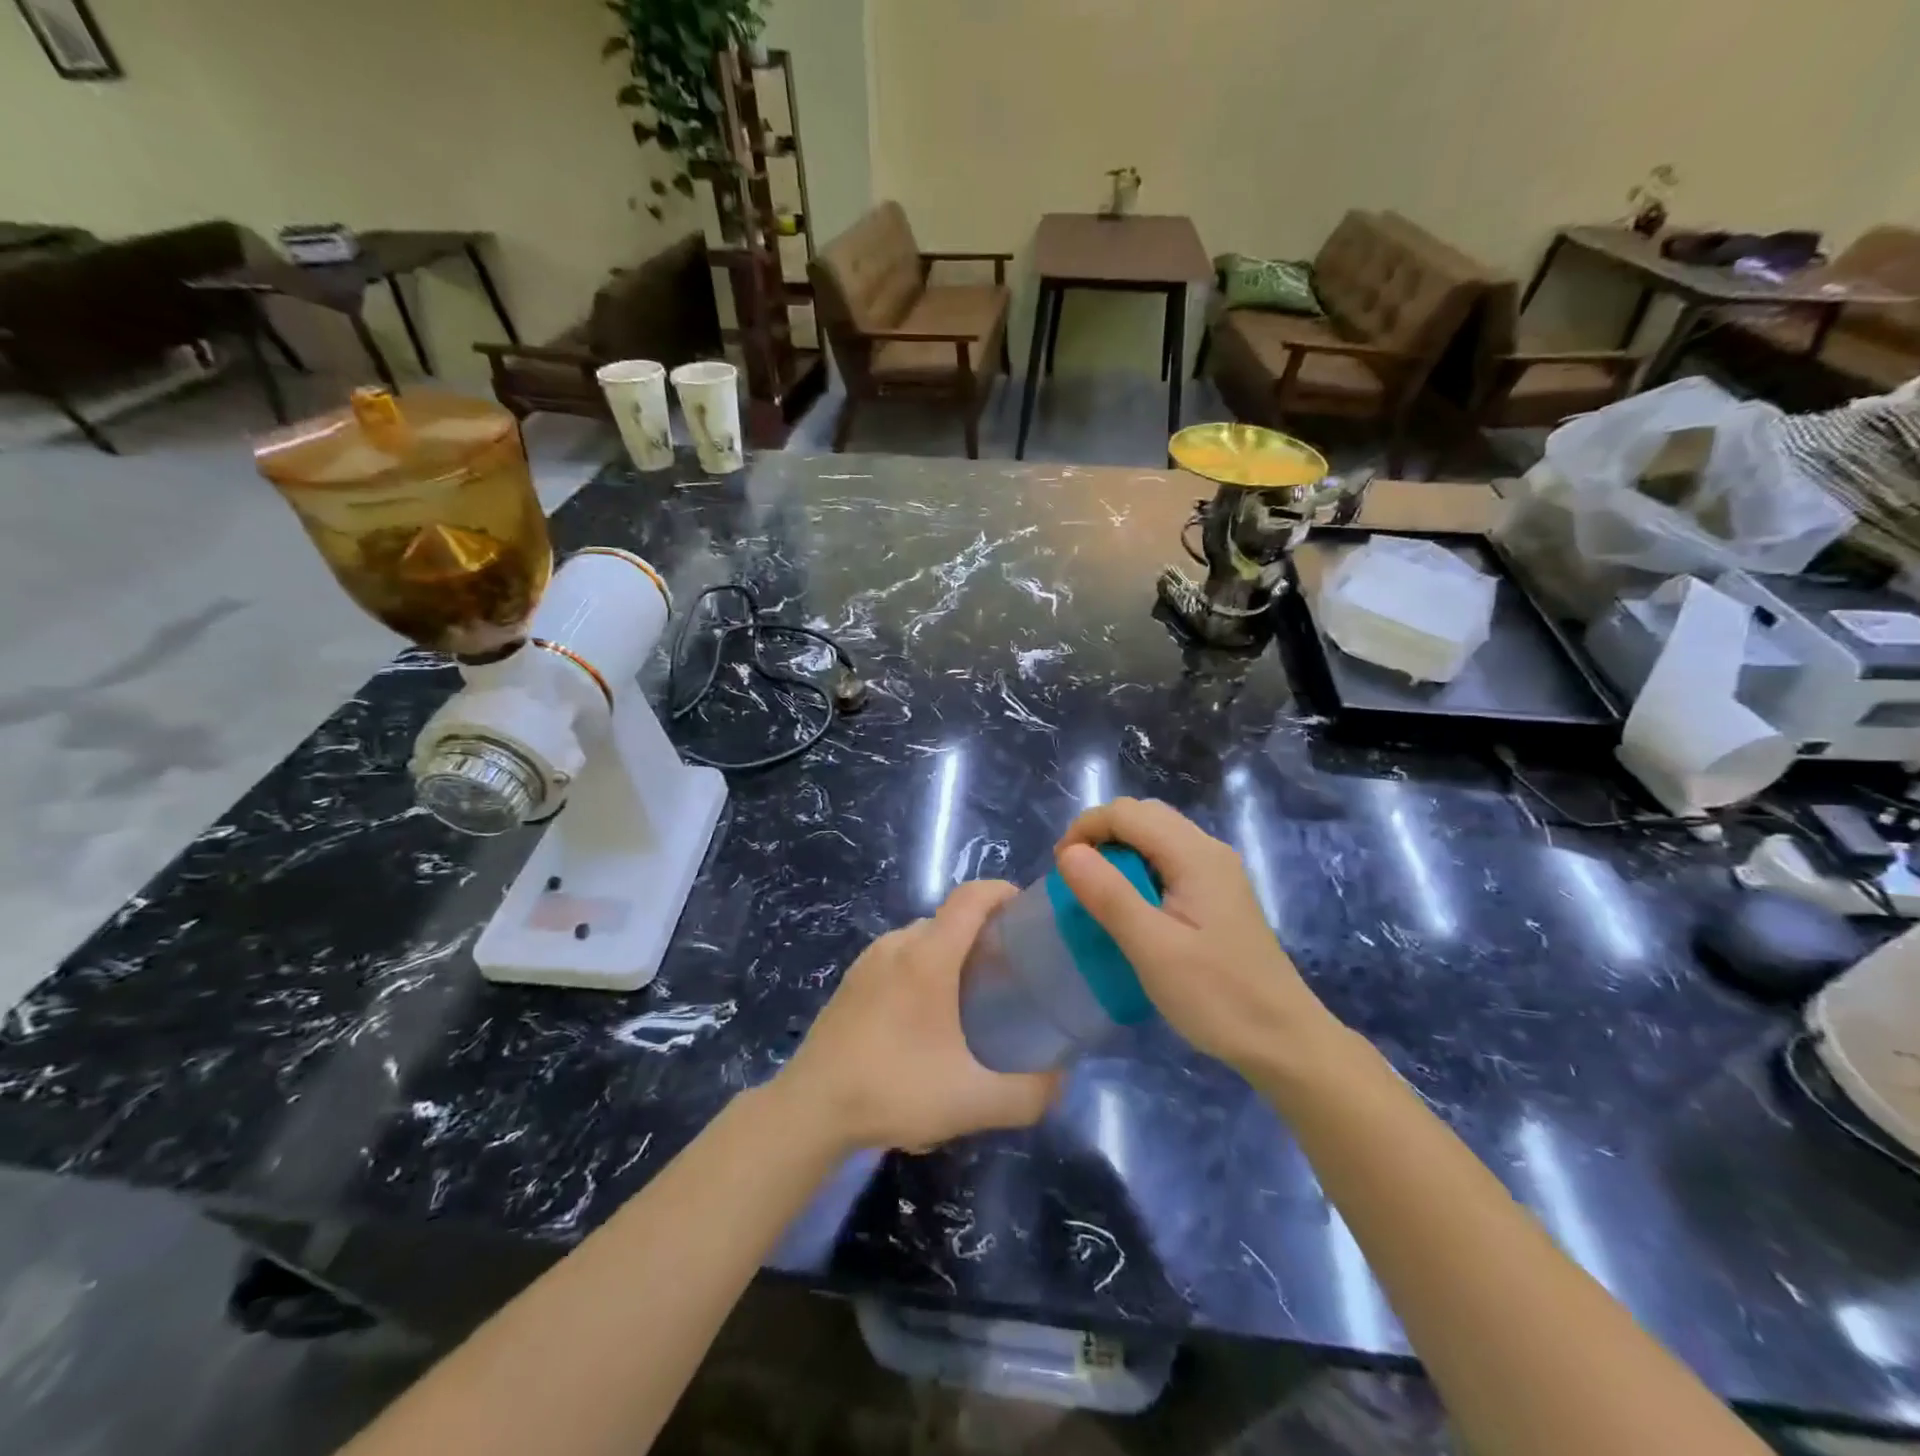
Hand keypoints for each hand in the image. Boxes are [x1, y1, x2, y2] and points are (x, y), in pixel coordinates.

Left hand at [777, 881, 1059, 1152]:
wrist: (811, 1108)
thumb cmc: (894, 1090)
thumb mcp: (973, 1101)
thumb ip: (1030, 1092)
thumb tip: (1062, 1075)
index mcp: (928, 955)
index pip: (971, 896)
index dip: (1003, 892)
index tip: (1029, 914)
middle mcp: (898, 944)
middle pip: (951, 918)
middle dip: (985, 933)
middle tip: (1011, 973)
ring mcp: (869, 959)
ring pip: (924, 938)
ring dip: (953, 953)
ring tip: (973, 997)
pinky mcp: (852, 979)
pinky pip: (899, 956)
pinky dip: (924, 967)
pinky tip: (928, 1017)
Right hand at [1055, 798, 1344, 1076]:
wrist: (1284, 1041)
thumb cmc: (1216, 996)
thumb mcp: (1153, 949)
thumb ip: (1109, 895)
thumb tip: (1068, 853)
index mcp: (1195, 855)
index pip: (1127, 812)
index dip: (1086, 829)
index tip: (1061, 869)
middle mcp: (1209, 850)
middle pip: (1143, 816)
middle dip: (1101, 834)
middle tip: (1076, 877)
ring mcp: (1218, 871)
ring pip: (1157, 835)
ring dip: (1120, 850)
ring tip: (1096, 890)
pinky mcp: (1219, 893)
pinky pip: (1170, 859)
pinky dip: (1140, 867)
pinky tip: (1132, 905)